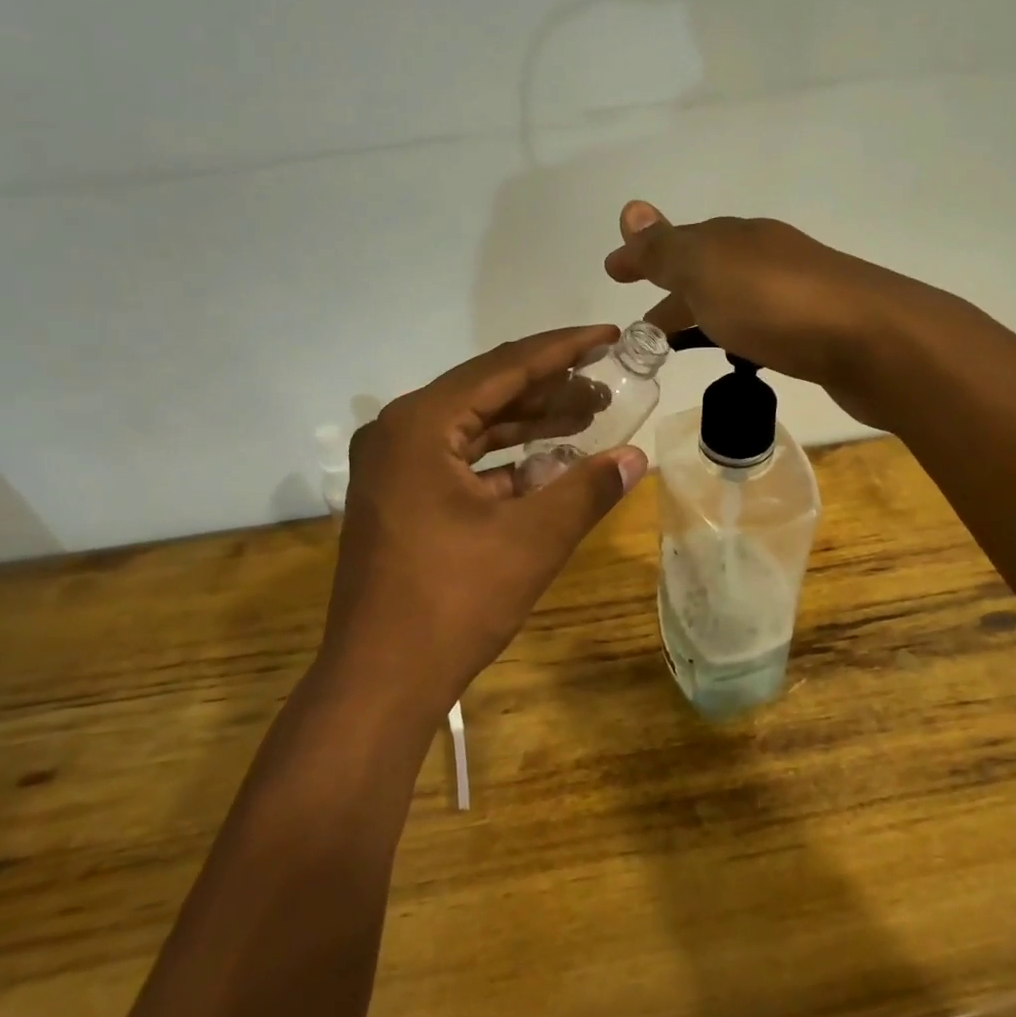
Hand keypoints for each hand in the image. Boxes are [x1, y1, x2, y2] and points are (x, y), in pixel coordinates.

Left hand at [316, 327, 647, 731]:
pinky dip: (504, 463)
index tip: (609, 336)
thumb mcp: (532, 539)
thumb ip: (587, 489)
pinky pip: (459, 463)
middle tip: (607, 388)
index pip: (504, 367)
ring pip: (473, 429)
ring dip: (529, 425)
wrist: (379, 680)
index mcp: (420, 424)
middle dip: (550, 390)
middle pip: (487, 393)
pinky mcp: (399, 501)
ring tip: (588, 420)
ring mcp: (393, 470)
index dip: (563, 349)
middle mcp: (398, 433)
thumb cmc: (453, 600)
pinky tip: (548, 467)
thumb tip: (635, 457)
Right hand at [603, 202, 909, 427]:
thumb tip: (630, 208)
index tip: (612, 273)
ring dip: (701, 315)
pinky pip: (758, 326)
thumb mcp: (707, 269)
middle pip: (704, 271)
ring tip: (676, 347)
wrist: (873, 342)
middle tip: (641, 330)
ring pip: (732, 299)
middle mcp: (764, 257)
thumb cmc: (777, 304)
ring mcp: (794, 292)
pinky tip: (737, 356)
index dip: (642, 257)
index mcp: (735, 238)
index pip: (676, 242)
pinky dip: (734, 334)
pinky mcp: (816, 330)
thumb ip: (666, 248)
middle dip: (669, 293)